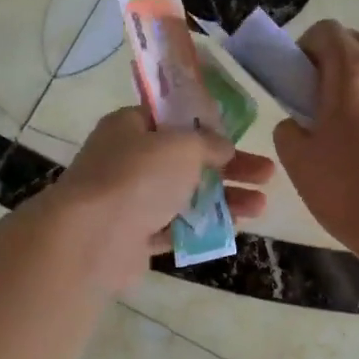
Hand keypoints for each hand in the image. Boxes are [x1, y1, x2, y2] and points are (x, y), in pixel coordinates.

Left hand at [47, 106, 274, 288]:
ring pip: (185, 196)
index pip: (172, 119)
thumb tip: (223, 147)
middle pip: (187, 160)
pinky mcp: (134, 238)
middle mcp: (127, 161)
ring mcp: (130, 201)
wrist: (92, 239)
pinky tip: (233, 228)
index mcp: (130, 127)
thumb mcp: (181, 145)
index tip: (237, 136)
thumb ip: (208, 143)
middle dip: (230, 167)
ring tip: (261, 207)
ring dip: (224, 199)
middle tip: (267, 174)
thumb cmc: (137, 177)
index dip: (207, 126)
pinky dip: (203, 227)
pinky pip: (175, 228)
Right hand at [273, 20, 358, 252]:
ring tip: (343, 131)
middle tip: (314, 104)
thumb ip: (288, 128)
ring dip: (356, 87)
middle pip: (356, 46)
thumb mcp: (297, 158)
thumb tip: (299, 123)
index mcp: (354, 70)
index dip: (304, 49)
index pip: (327, 31)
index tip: (295, 82)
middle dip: (331, 64)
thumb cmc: (346, 187)